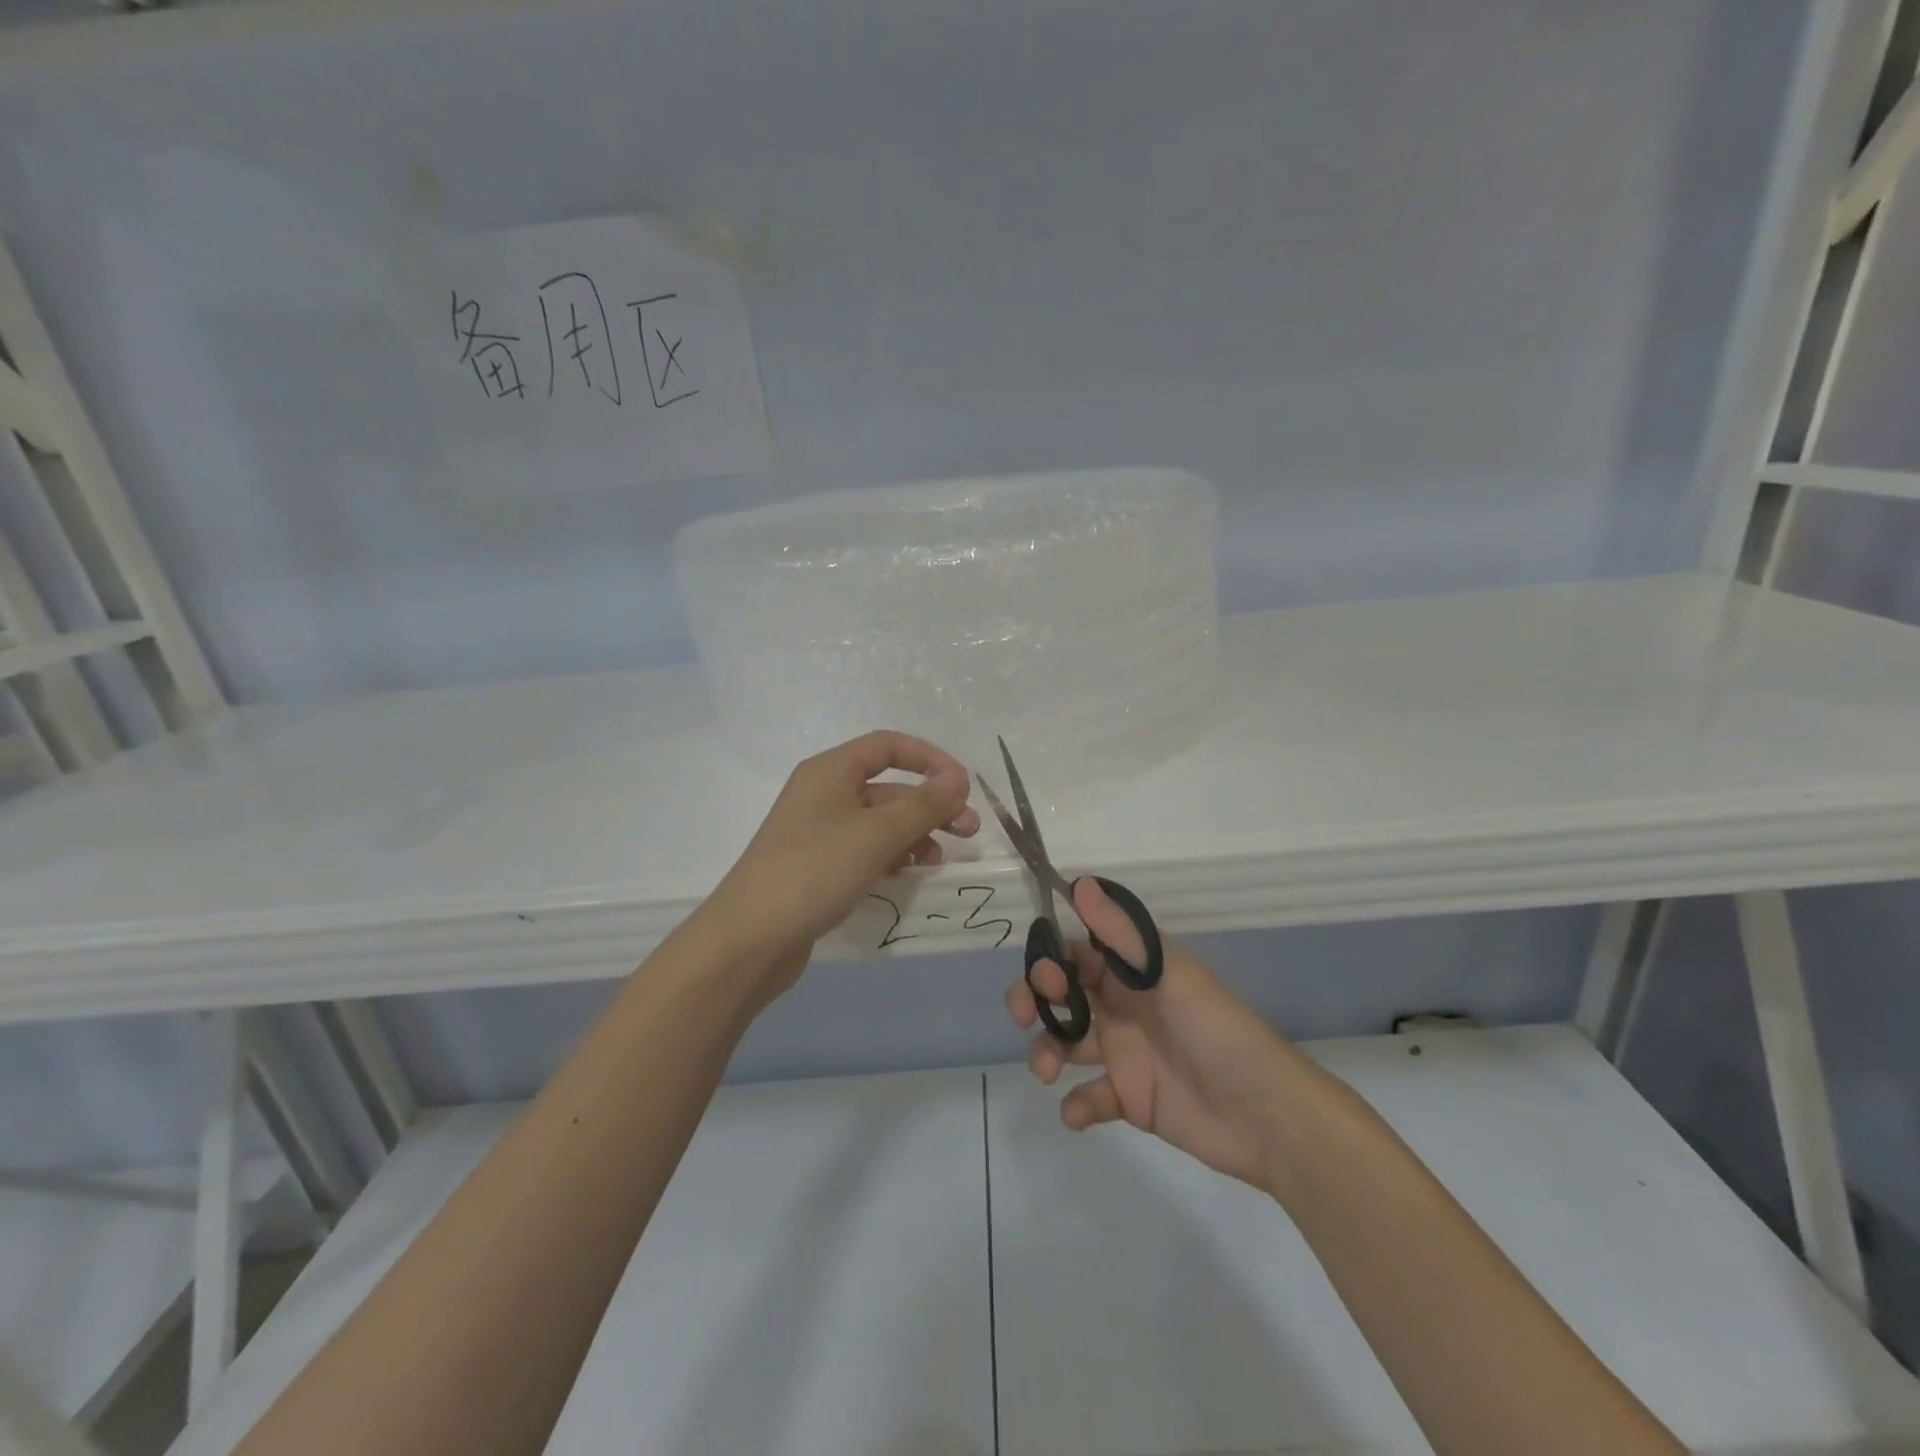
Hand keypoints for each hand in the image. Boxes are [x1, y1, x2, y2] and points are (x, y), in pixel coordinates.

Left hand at [705, 730, 979, 993]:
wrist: (750, 940)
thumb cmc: (814, 872)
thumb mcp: (876, 835)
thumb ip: (922, 805)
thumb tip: (959, 778)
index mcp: (830, 771)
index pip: (888, 746)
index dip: (930, 759)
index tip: (963, 786)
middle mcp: (824, 794)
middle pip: (888, 786)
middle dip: (931, 804)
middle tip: (968, 831)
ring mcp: (819, 832)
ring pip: (880, 822)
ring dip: (915, 833)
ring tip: (940, 860)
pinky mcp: (819, 866)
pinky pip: (866, 849)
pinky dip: (893, 855)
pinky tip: (911, 874)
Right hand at [1007, 879, 1300, 1191]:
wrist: (1266, 1114)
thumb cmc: (1216, 1030)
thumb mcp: (1168, 974)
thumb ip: (1121, 933)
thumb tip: (1079, 883)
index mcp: (1133, 972)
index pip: (1078, 953)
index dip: (1051, 960)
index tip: (1046, 977)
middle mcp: (1123, 1006)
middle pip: (1062, 995)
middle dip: (1035, 1000)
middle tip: (1025, 1015)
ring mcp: (1124, 1054)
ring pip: (1066, 1043)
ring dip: (1046, 1051)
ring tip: (1048, 1070)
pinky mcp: (1130, 1099)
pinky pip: (1089, 1096)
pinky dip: (1076, 1103)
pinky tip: (1080, 1109)